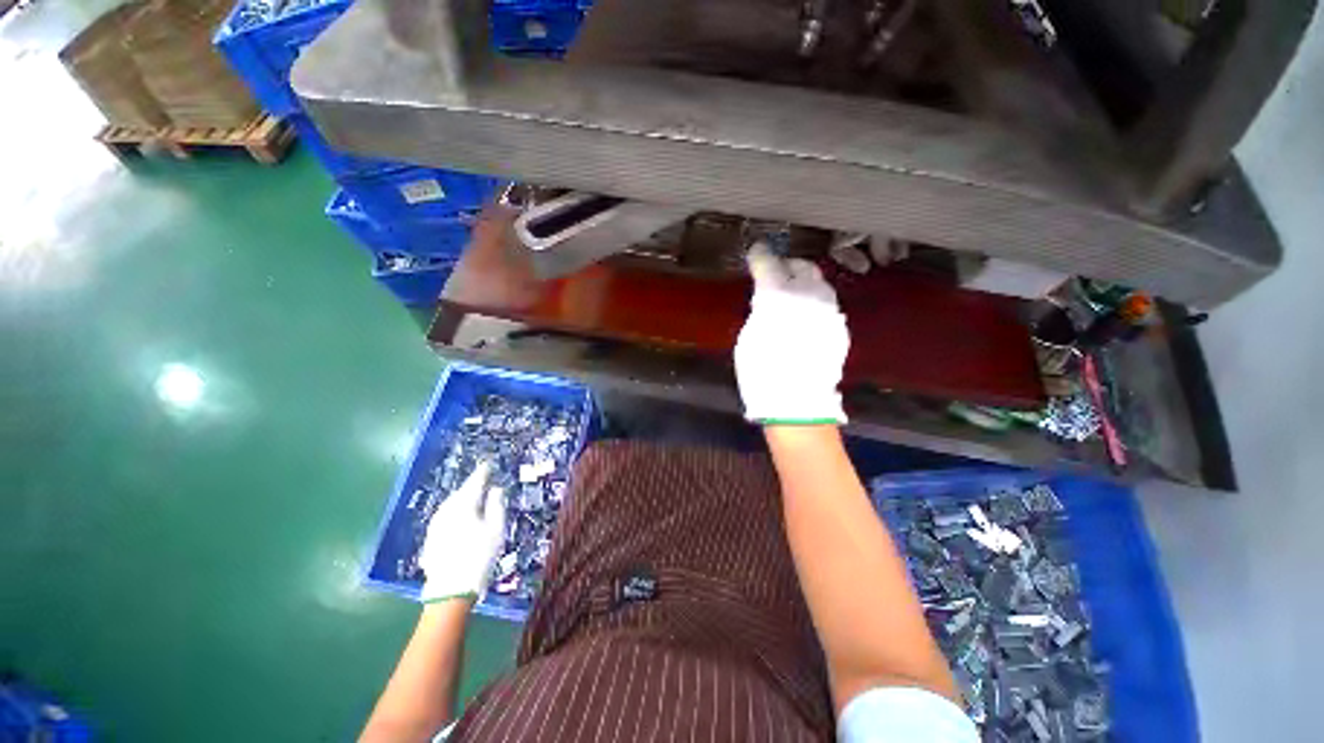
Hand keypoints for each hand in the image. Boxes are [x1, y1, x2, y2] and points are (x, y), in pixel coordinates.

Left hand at [418, 462, 506, 602]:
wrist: (449, 590)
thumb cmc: (479, 556)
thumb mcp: (496, 529)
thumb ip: (496, 505)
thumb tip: (495, 489)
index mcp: (464, 505)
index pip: (474, 482)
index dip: (482, 472)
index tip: (488, 464)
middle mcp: (446, 510)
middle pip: (461, 492)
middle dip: (472, 486)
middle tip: (483, 480)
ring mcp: (436, 524)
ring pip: (451, 504)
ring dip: (463, 498)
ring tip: (474, 497)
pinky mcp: (431, 537)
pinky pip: (446, 515)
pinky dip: (456, 511)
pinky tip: (461, 517)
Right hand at [734, 242, 849, 424]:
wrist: (796, 401)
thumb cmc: (761, 371)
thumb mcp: (749, 336)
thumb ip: (761, 310)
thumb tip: (767, 299)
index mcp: (778, 296)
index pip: (769, 264)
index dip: (761, 256)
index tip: (757, 251)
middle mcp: (808, 296)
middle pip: (803, 266)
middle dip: (788, 265)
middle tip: (777, 271)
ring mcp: (828, 310)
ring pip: (820, 283)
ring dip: (805, 282)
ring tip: (793, 293)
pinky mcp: (839, 327)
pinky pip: (827, 304)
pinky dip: (815, 302)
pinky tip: (806, 316)